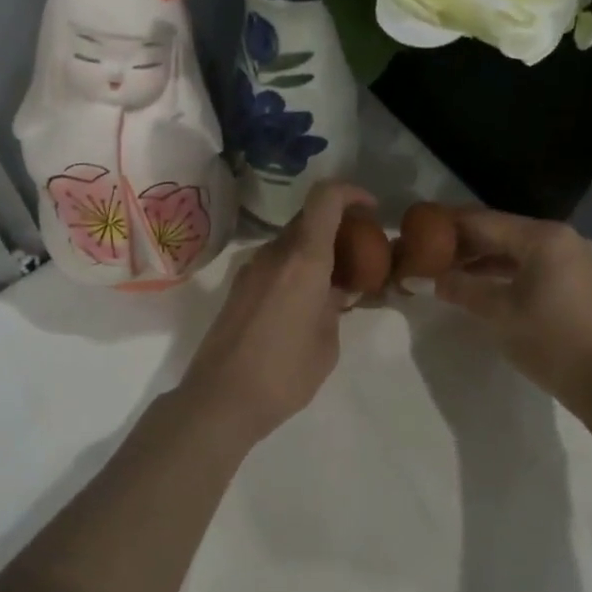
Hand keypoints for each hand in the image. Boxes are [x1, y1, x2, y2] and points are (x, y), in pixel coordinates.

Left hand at [178, 181, 376, 444]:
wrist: (220, 399)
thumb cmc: (284, 374)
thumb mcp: (327, 342)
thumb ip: (336, 306)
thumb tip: (336, 290)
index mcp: (303, 259)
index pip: (325, 198)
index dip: (351, 192)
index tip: (371, 210)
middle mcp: (274, 253)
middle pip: (309, 218)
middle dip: (338, 226)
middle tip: (361, 253)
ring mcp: (251, 268)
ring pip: (290, 241)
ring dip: (316, 249)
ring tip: (337, 283)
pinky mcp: (238, 286)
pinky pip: (275, 262)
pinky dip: (297, 266)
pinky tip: (307, 301)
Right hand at [435, 208, 591, 408]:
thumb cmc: (550, 341)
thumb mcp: (498, 312)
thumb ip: (459, 287)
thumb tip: (423, 278)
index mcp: (544, 237)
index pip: (484, 221)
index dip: (449, 225)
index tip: (418, 229)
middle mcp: (561, 237)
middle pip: (501, 231)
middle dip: (464, 243)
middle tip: (428, 252)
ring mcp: (572, 258)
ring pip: (516, 249)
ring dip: (482, 258)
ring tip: (446, 269)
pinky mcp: (575, 279)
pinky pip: (531, 264)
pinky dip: (504, 271)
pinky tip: (478, 283)